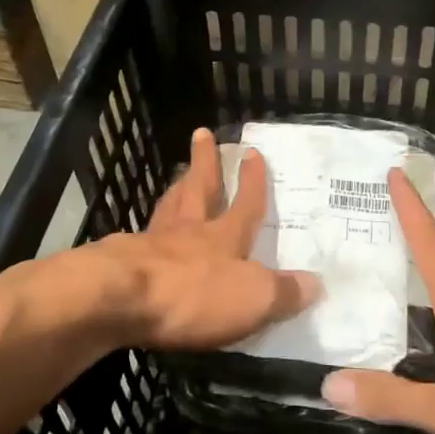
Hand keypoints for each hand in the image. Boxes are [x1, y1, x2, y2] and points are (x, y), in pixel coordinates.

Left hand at [79, 128, 318, 349]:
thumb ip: (284, 292)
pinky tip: (144, 233)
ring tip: (179, 175)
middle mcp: (189, 232)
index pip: (245, 204)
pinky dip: (148, 228)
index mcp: (224, 237)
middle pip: (199, 189)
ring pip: (168, 207)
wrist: (118, 299)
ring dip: (176, 188)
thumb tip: (316, 283)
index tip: (253, 152)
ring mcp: (152, 243)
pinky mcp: (122, 261)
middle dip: (205, 163)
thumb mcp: (253, 299)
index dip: (253, 181)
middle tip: (202, 134)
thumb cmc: (193, 295)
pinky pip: (141, 236)